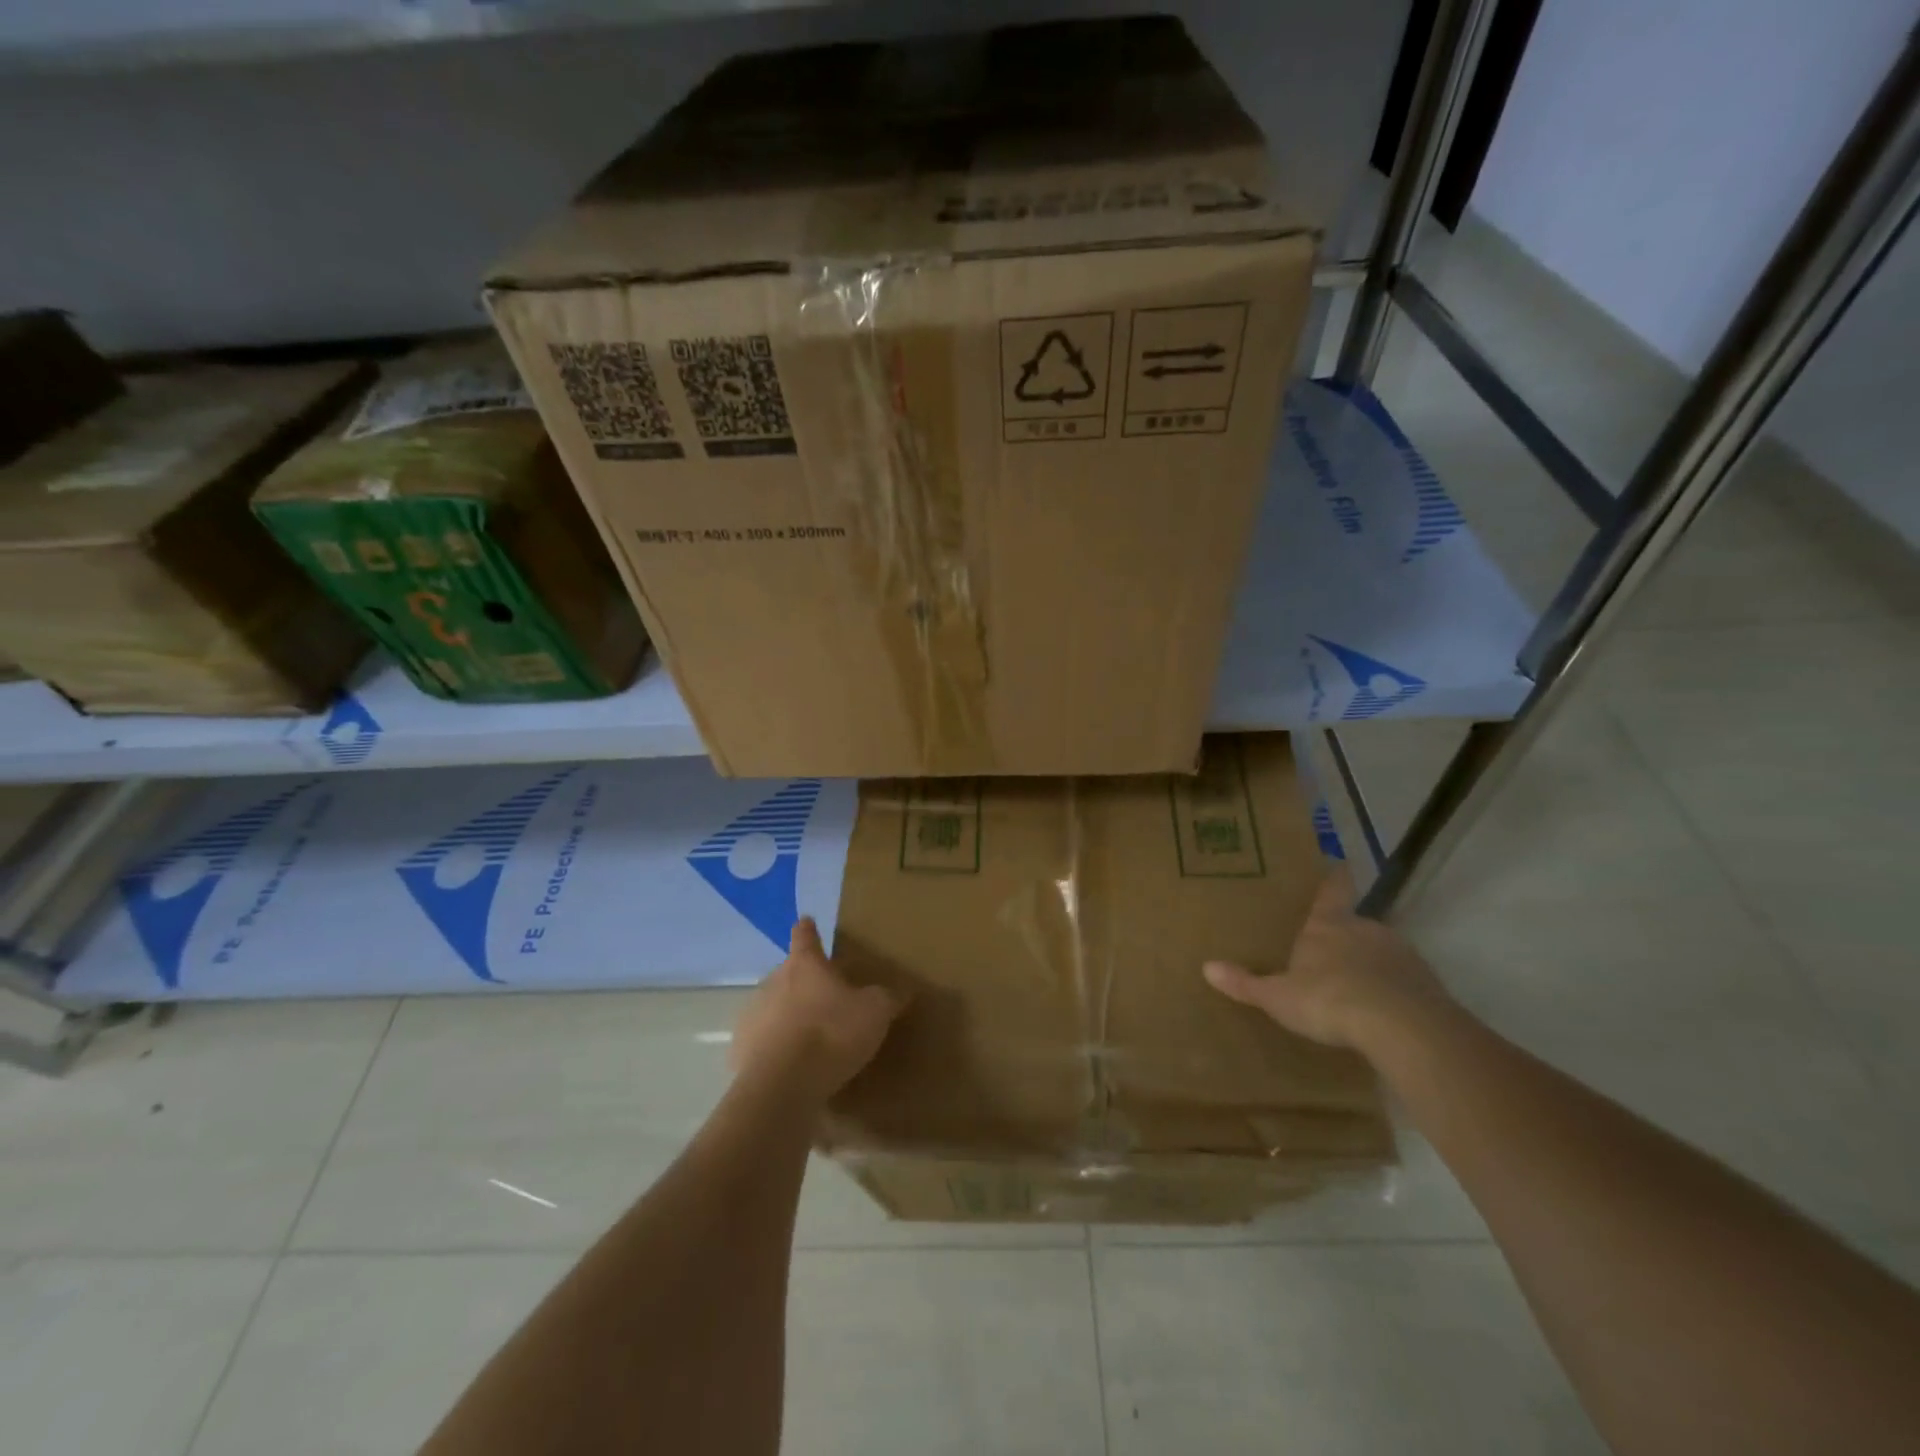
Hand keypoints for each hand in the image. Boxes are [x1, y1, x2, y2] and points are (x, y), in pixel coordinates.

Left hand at [731, 918, 905, 1101]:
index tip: (808, 922)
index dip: (809, 929)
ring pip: (773, 1006)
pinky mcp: (740, 1048)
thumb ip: (887, 997)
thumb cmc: (831, 1035)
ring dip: (788, 1015)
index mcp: (805, 964)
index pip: (805, 935)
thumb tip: (902, 990)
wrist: (782, 1086)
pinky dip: (774, 1047)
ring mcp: (752, 1014)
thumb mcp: (874, 1013)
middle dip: (804, 982)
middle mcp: (773, 980)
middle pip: (789, 972)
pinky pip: (761, 1041)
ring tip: (809, 1038)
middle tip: (825, 998)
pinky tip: (790, 1066)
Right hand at [1203, 870, 1450, 1049]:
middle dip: (1345, 935)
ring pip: (1381, 951)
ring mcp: (1401, 954)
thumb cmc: (1330, 1000)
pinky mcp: (1428, 983)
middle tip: (1331, 952)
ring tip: (1357, 988)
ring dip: (1371, 964)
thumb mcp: (1279, 997)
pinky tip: (1384, 1013)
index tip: (1339, 863)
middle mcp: (1366, 929)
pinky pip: (1405, 981)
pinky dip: (1394, 990)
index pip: (1333, 890)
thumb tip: (1206, 967)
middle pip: (1356, 923)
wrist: (1403, 1027)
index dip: (1334, 877)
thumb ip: (1246, 983)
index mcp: (1328, 926)